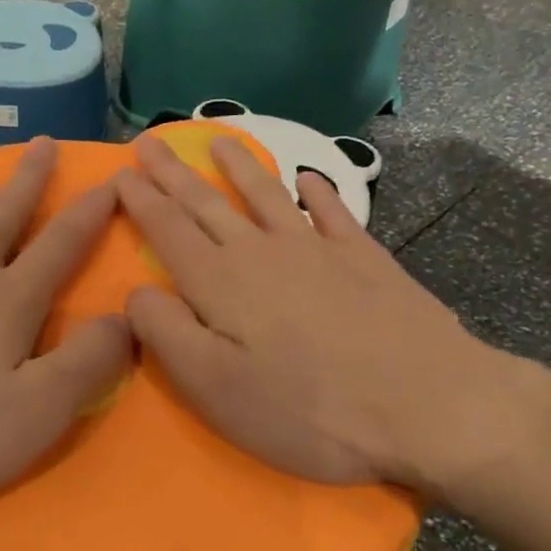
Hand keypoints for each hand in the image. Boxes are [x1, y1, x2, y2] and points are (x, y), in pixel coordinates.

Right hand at [114, 135, 541, 502]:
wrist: (429, 406)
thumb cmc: (308, 409)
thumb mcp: (215, 387)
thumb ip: (165, 333)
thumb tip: (135, 291)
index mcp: (219, 282)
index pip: (168, 229)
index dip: (141, 200)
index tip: (121, 172)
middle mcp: (261, 252)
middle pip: (207, 204)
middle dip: (174, 173)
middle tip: (151, 142)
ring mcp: (317, 250)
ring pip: (266, 196)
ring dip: (239, 168)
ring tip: (220, 142)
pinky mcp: (365, 260)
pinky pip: (333, 213)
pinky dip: (318, 193)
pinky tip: (309, 180)